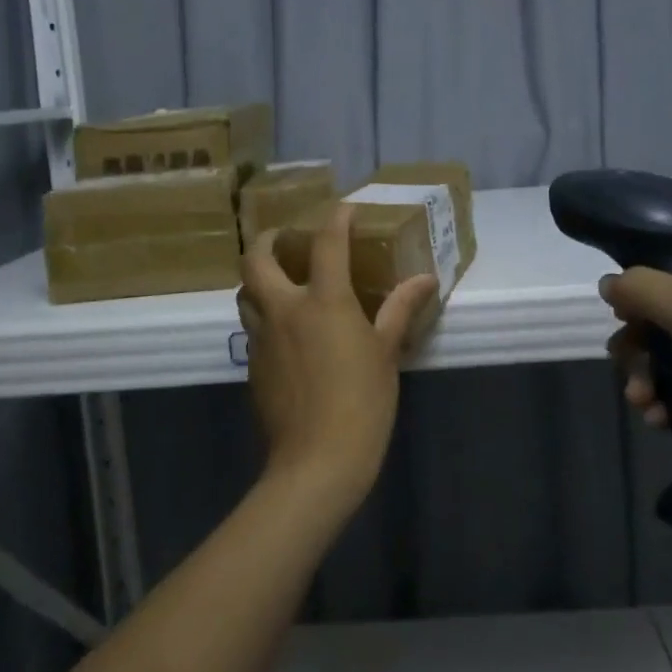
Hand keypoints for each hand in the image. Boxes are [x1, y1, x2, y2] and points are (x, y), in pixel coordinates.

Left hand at [237, 205, 437, 511]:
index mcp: (323, 302)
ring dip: (258, 277)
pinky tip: (286, 331)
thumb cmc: (362, 403)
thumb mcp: (386, 353)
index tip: (345, 209)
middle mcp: (284, 310)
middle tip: (285, 238)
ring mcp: (262, 338)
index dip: (336, 219)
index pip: (327, 244)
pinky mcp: (252, 364)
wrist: (316, 462)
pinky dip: (263, 314)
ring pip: (245, 292)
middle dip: (267, 239)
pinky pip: (251, 326)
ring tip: (281, 280)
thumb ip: (400, 310)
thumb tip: (426, 279)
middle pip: (256, 259)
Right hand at [601, 258, 671, 499]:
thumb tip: (610, 284)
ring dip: (648, 378)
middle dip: (640, 347)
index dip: (646, 290)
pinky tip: (660, 420)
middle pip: (670, 318)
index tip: (623, 314)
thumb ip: (641, 287)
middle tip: (624, 364)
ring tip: (642, 402)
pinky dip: (670, 403)